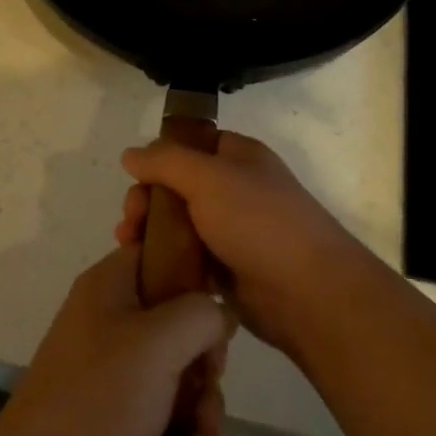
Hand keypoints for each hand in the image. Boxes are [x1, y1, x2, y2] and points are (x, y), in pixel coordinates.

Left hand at [0, 245, 232, 435]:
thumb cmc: (101, 397)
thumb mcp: (161, 342)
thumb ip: (202, 313)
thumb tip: (220, 313)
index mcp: (110, 284)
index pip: (160, 251)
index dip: (194, 271)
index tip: (220, 303)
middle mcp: (110, 317)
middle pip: (178, 313)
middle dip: (205, 351)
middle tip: (211, 376)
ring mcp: (113, 366)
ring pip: (178, 363)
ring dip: (201, 396)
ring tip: (205, 431)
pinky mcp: (119, 410)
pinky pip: (165, 402)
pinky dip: (184, 424)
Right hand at [117, 132, 365, 354]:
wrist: (307, 292)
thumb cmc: (259, 221)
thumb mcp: (207, 177)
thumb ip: (165, 161)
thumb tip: (130, 154)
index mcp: (238, 156)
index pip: (191, 143)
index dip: (160, 156)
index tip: (134, 176)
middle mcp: (235, 188)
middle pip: (178, 185)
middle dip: (147, 199)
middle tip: (130, 219)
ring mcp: (232, 230)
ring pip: (180, 223)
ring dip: (150, 230)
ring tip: (128, 246)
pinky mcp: (227, 268)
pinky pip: (188, 257)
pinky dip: (165, 259)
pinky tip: (143, 267)